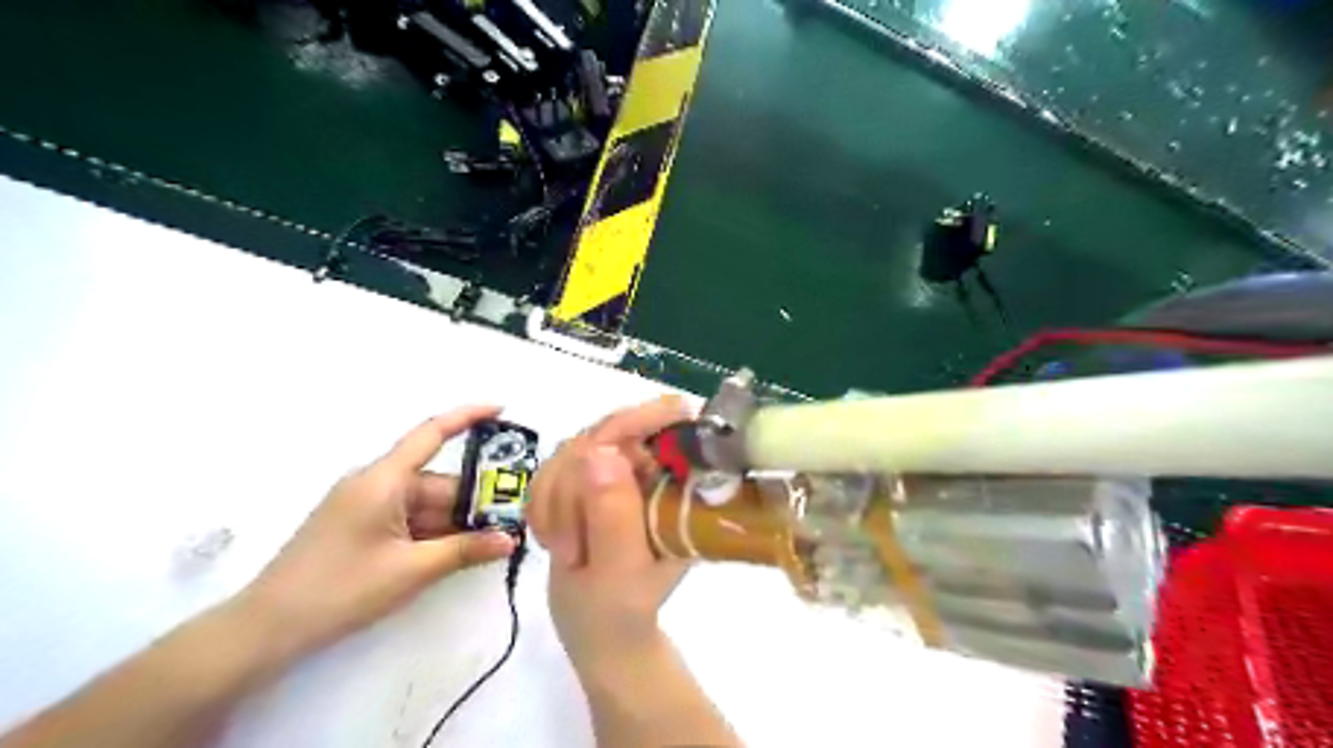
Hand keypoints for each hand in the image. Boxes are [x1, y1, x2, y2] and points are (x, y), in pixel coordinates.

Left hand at [237, 405, 514, 656]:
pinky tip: (460, 551)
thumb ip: (465, 550)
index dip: (468, 417)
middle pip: (438, 482)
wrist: (266, 630)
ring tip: (494, 541)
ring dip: (456, 522)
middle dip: (474, 500)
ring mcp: (367, 506)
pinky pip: (410, 520)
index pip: (432, 434)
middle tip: (513, 518)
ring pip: (426, 505)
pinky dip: (435, 533)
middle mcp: (376, 484)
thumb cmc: (339, 590)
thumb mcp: (411, 570)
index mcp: (383, 480)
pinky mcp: (361, 527)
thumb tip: (509, 540)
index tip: (502, 409)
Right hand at [529, 397, 690, 670]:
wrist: (598, 629)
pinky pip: (548, 468)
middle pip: (603, 433)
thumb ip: (613, 514)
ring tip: (567, 551)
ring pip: (569, 450)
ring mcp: (617, 468)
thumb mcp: (621, 569)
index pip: (662, 422)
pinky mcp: (586, 477)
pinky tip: (551, 538)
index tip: (596, 457)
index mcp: (678, 482)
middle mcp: (651, 466)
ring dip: (555, 502)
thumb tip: (600, 454)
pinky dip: (541, 504)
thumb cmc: (621, 609)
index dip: (630, 425)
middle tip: (571, 548)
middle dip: (574, 488)